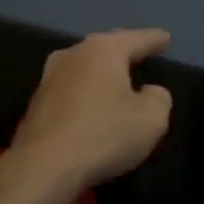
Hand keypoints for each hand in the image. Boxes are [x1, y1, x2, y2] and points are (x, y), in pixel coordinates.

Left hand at [5, 29, 173, 193]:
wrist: (42, 166)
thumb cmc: (103, 135)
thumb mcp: (151, 120)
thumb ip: (158, 98)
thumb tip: (150, 91)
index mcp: (103, 50)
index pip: (137, 39)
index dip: (154, 39)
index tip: (166, 37)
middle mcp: (74, 54)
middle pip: (106, 46)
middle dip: (125, 48)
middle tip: (141, 49)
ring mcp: (50, 76)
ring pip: (85, 65)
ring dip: (102, 70)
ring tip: (117, 74)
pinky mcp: (37, 101)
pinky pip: (71, 87)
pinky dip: (86, 90)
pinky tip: (92, 101)